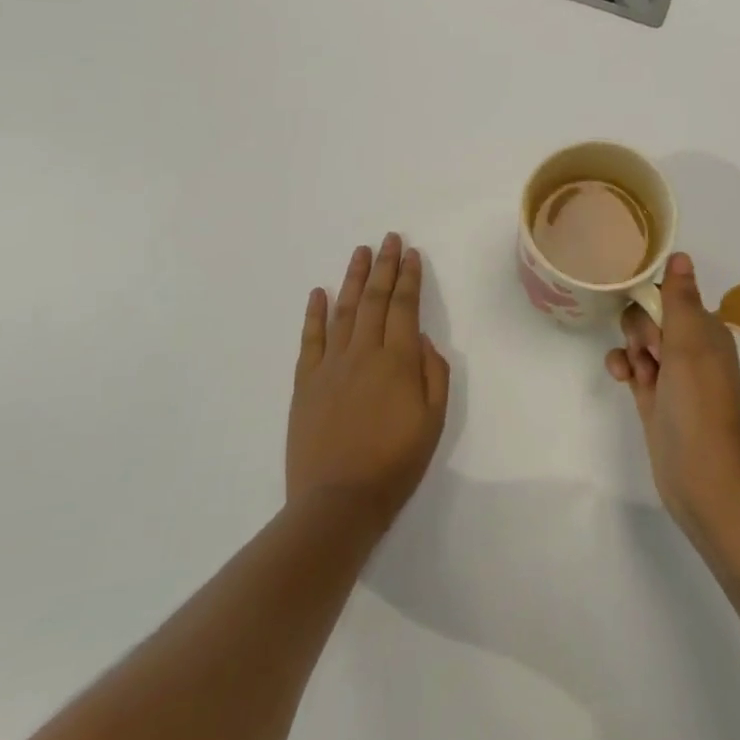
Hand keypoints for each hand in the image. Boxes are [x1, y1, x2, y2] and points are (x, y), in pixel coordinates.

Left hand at [287, 234, 449, 529]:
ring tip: (361, 253)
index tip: (412, 253)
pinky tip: (318, 292)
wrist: (338, 500)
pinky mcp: (305, 383)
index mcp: (398, 360)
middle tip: (389, 239)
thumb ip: (434, 374)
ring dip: (354, 279)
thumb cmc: (395, 463)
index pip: (405, 306)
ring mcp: (330, 365)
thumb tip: (423, 341)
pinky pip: (310, 339)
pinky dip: (314, 313)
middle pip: (375, 300)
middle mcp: (363, 353)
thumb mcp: (434, 420)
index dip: (410, 277)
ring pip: (344, 311)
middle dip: (385, 266)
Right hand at [606, 253, 739, 535]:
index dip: (655, 303)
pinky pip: (632, 367)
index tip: (653, 321)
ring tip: (639, 371)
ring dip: (631, 349)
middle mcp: (691, 348)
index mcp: (707, 329)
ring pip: (639, 341)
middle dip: (641, 328)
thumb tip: (681, 254)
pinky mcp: (653, 397)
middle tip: (652, 353)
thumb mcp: (690, 342)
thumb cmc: (698, 401)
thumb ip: (680, 297)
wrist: (700, 474)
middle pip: (651, 316)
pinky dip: (624, 367)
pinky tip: (621, 378)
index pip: (672, 295)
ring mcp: (671, 374)